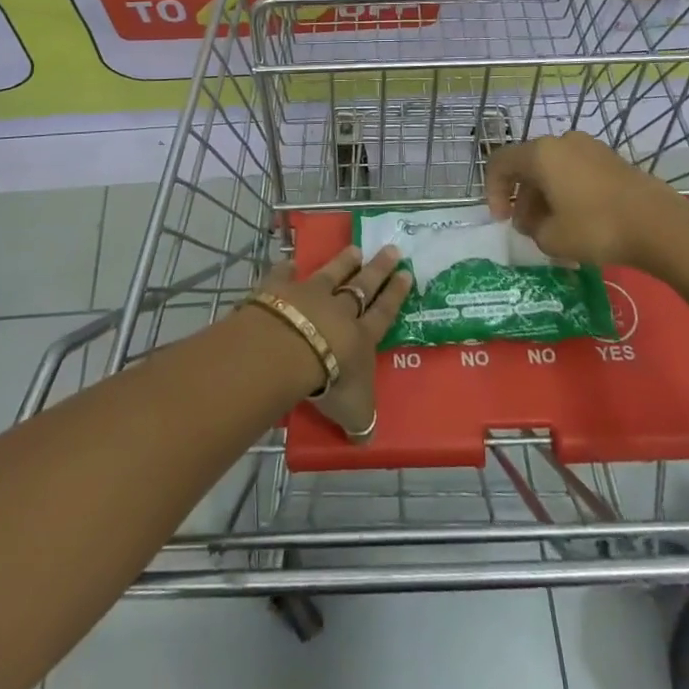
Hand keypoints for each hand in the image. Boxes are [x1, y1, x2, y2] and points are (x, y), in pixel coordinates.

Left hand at [254, 244, 410, 441]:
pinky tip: (290, 261)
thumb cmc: (330, 382)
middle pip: (363, 285)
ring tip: (355, 248)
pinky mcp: (282, 289)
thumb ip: (361, 421)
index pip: (383, 313)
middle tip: (392, 249)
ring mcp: (311, 294)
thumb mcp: (354, 412)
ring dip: (343, 261)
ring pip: (332, 273)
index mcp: (361, 337)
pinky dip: (288, 268)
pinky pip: (286, 275)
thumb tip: (366, 440)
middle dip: (378, 269)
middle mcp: (339, 310)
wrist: (289, 350)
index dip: (396, 295)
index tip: (407, 273)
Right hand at [484, 131, 683, 268]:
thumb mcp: (552, 238)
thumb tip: (537, 223)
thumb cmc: (596, 227)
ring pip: (554, 170)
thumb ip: (533, 229)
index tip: (502, 221)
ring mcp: (590, 148)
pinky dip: (568, 193)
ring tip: (554, 230)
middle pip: (528, 166)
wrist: (659, 225)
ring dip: (546, 197)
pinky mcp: (612, 160)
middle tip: (528, 230)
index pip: (500, 163)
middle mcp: (562, 141)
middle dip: (522, 198)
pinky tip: (579, 222)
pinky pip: (577, 173)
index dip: (493, 191)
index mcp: (540, 154)